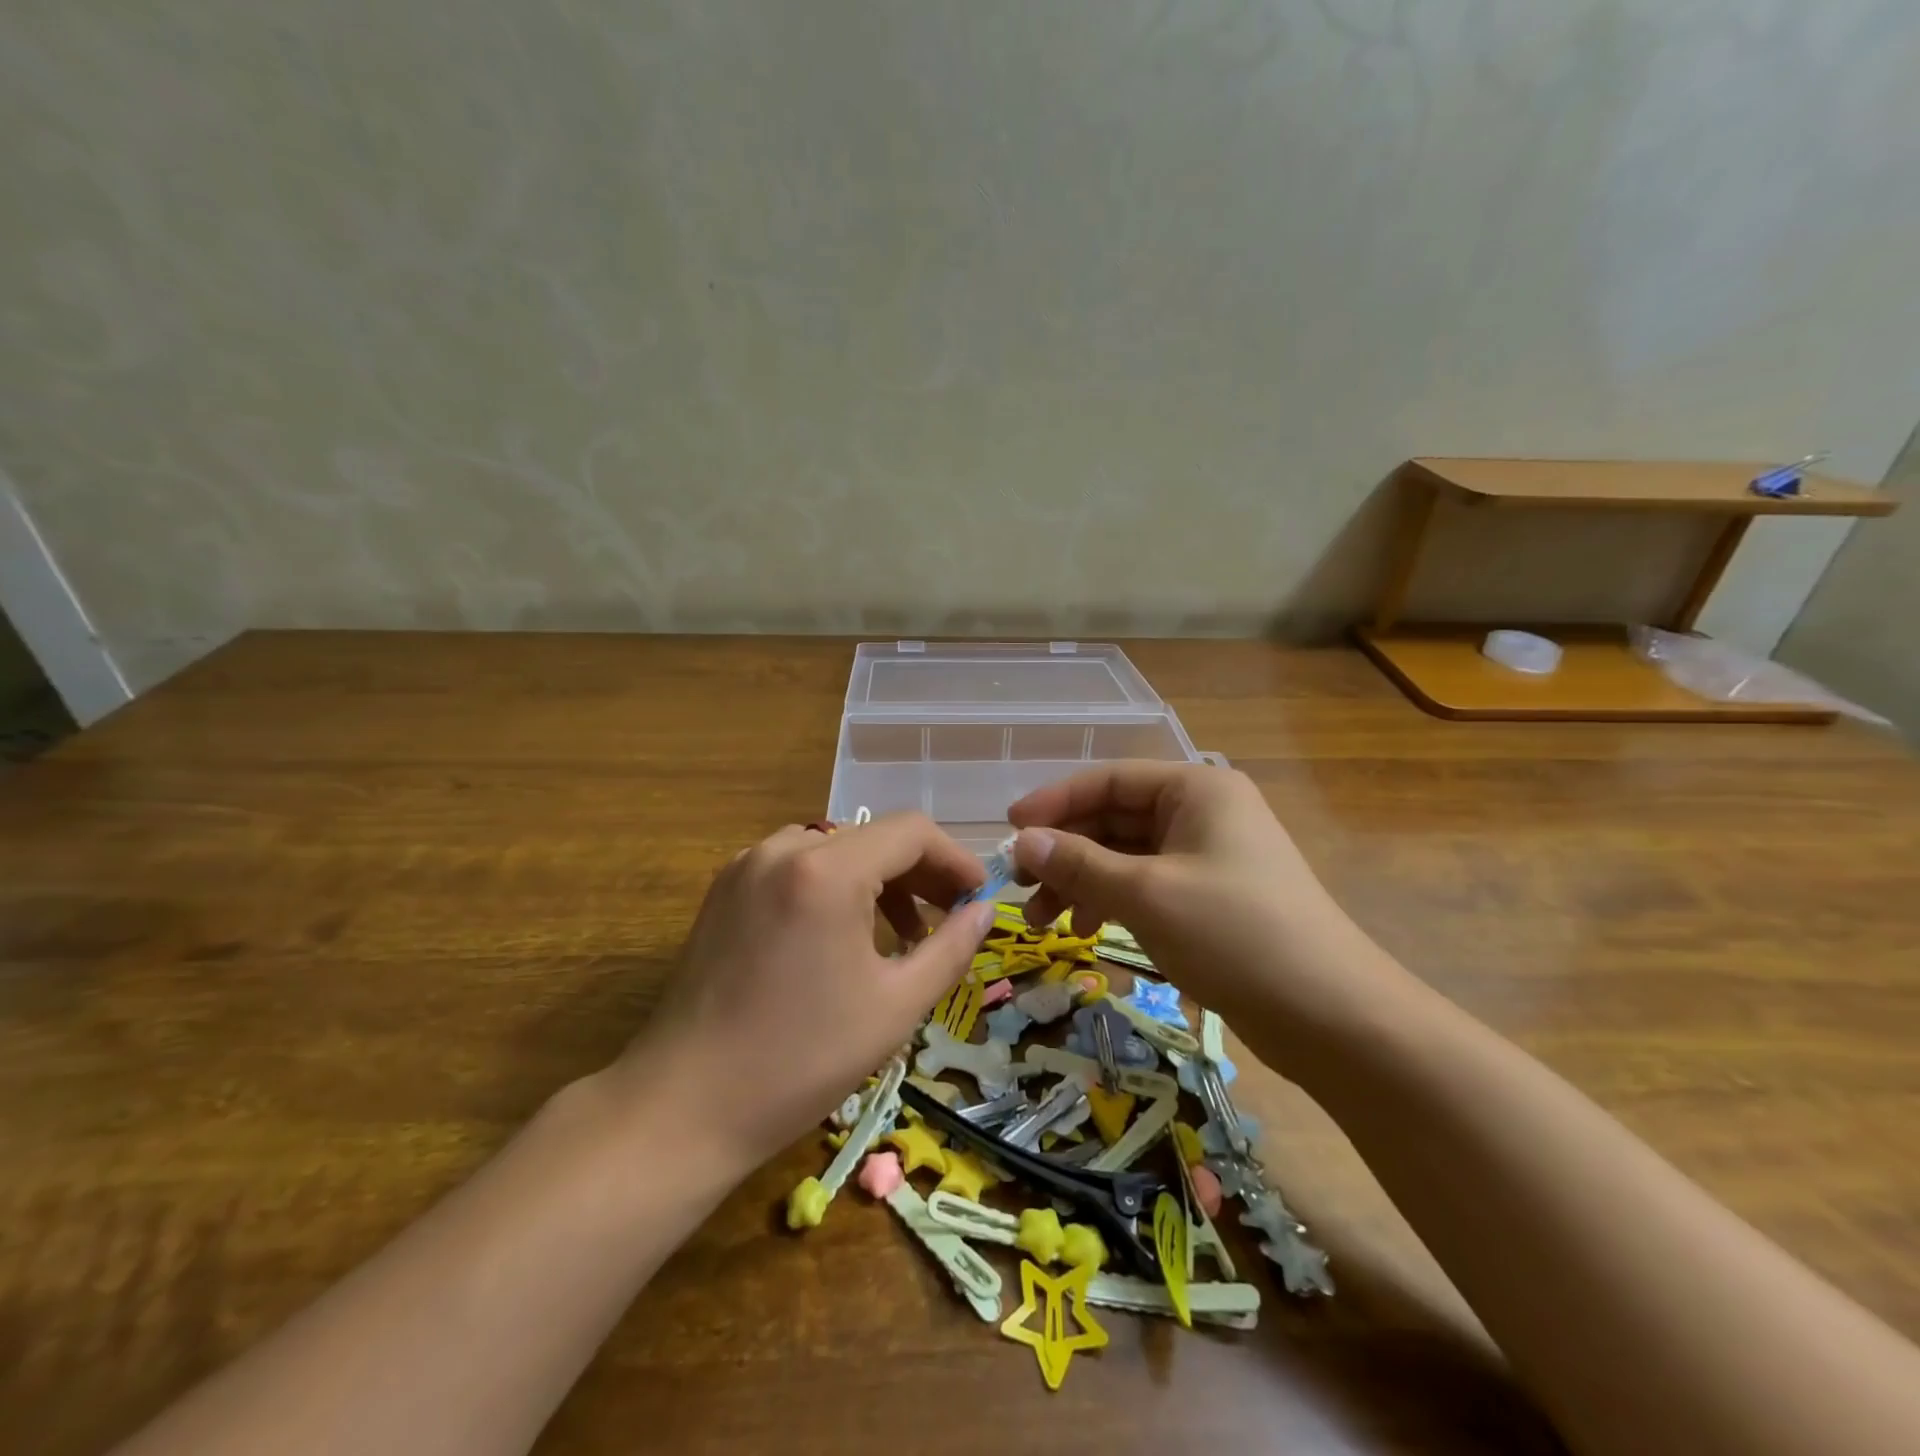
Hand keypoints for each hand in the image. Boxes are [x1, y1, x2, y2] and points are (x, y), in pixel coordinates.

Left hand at [616, 815, 996, 1171]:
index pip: (911, 832)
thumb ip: (950, 948)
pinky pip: (798, 866)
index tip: (979, 897)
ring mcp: (746, 865)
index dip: (955, 859)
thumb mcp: (895, 1006)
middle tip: (951, 917)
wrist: (683, 1107)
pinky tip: (845, 935)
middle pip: (873, 837)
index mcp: (826, 870)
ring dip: (878, 880)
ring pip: (836, 849)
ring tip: (903, 934)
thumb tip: (984, 911)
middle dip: (920, 872)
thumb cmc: (800, 1060)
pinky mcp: (725, 889)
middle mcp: (783, 849)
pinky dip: (835, 887)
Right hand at [1007, 762, 1387, 1032]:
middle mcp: (1202, 812)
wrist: (1332, 1017)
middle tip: (1020, 889)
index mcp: (1195, 789)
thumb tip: (1022, 841)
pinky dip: (1113, 904)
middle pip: (1114, 820)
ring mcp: (1208, 857)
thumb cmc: (1235, 934)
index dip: (1054, 802)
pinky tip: (1087, 933)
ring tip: (1045, 924)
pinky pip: (1147, 886)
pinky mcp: (1210, 898)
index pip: (1108, 780)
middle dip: (1065, 854)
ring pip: (1126, 857)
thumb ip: (1079, 863)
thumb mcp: (1146, 893)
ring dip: (1083, 884)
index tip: (1009, 830)